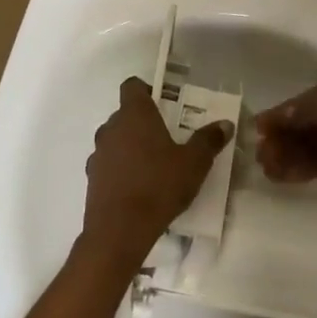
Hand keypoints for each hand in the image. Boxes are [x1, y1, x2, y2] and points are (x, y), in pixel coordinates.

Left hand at [83, 76, 233, 264]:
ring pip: (116, 140)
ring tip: (155, 165)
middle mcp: (111, 128)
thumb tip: (225, 124)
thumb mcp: (194, 163)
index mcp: (134, 115)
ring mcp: (98, 154)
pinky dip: (121, 169)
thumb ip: (209, 140)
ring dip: (131, 146)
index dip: (146, 90)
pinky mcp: (92, 179)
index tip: (164, 104)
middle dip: (144, 122)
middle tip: (168, 138)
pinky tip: (139, 187)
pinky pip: (109, 164)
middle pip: (125, 114)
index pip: (132, 86)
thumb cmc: (159, 186)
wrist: (119, 231)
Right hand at [255, 73, 316, 211]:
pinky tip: (279, 177)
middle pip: (301, 124)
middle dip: (280, 137)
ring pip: (306, 145)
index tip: (256, 130)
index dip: (278, 114)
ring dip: (285, 155)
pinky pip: (315, 164)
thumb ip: (298, 110)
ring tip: (266, 168)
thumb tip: (276, 117)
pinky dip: (297, 169)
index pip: (300, 100)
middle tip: (260, 154)